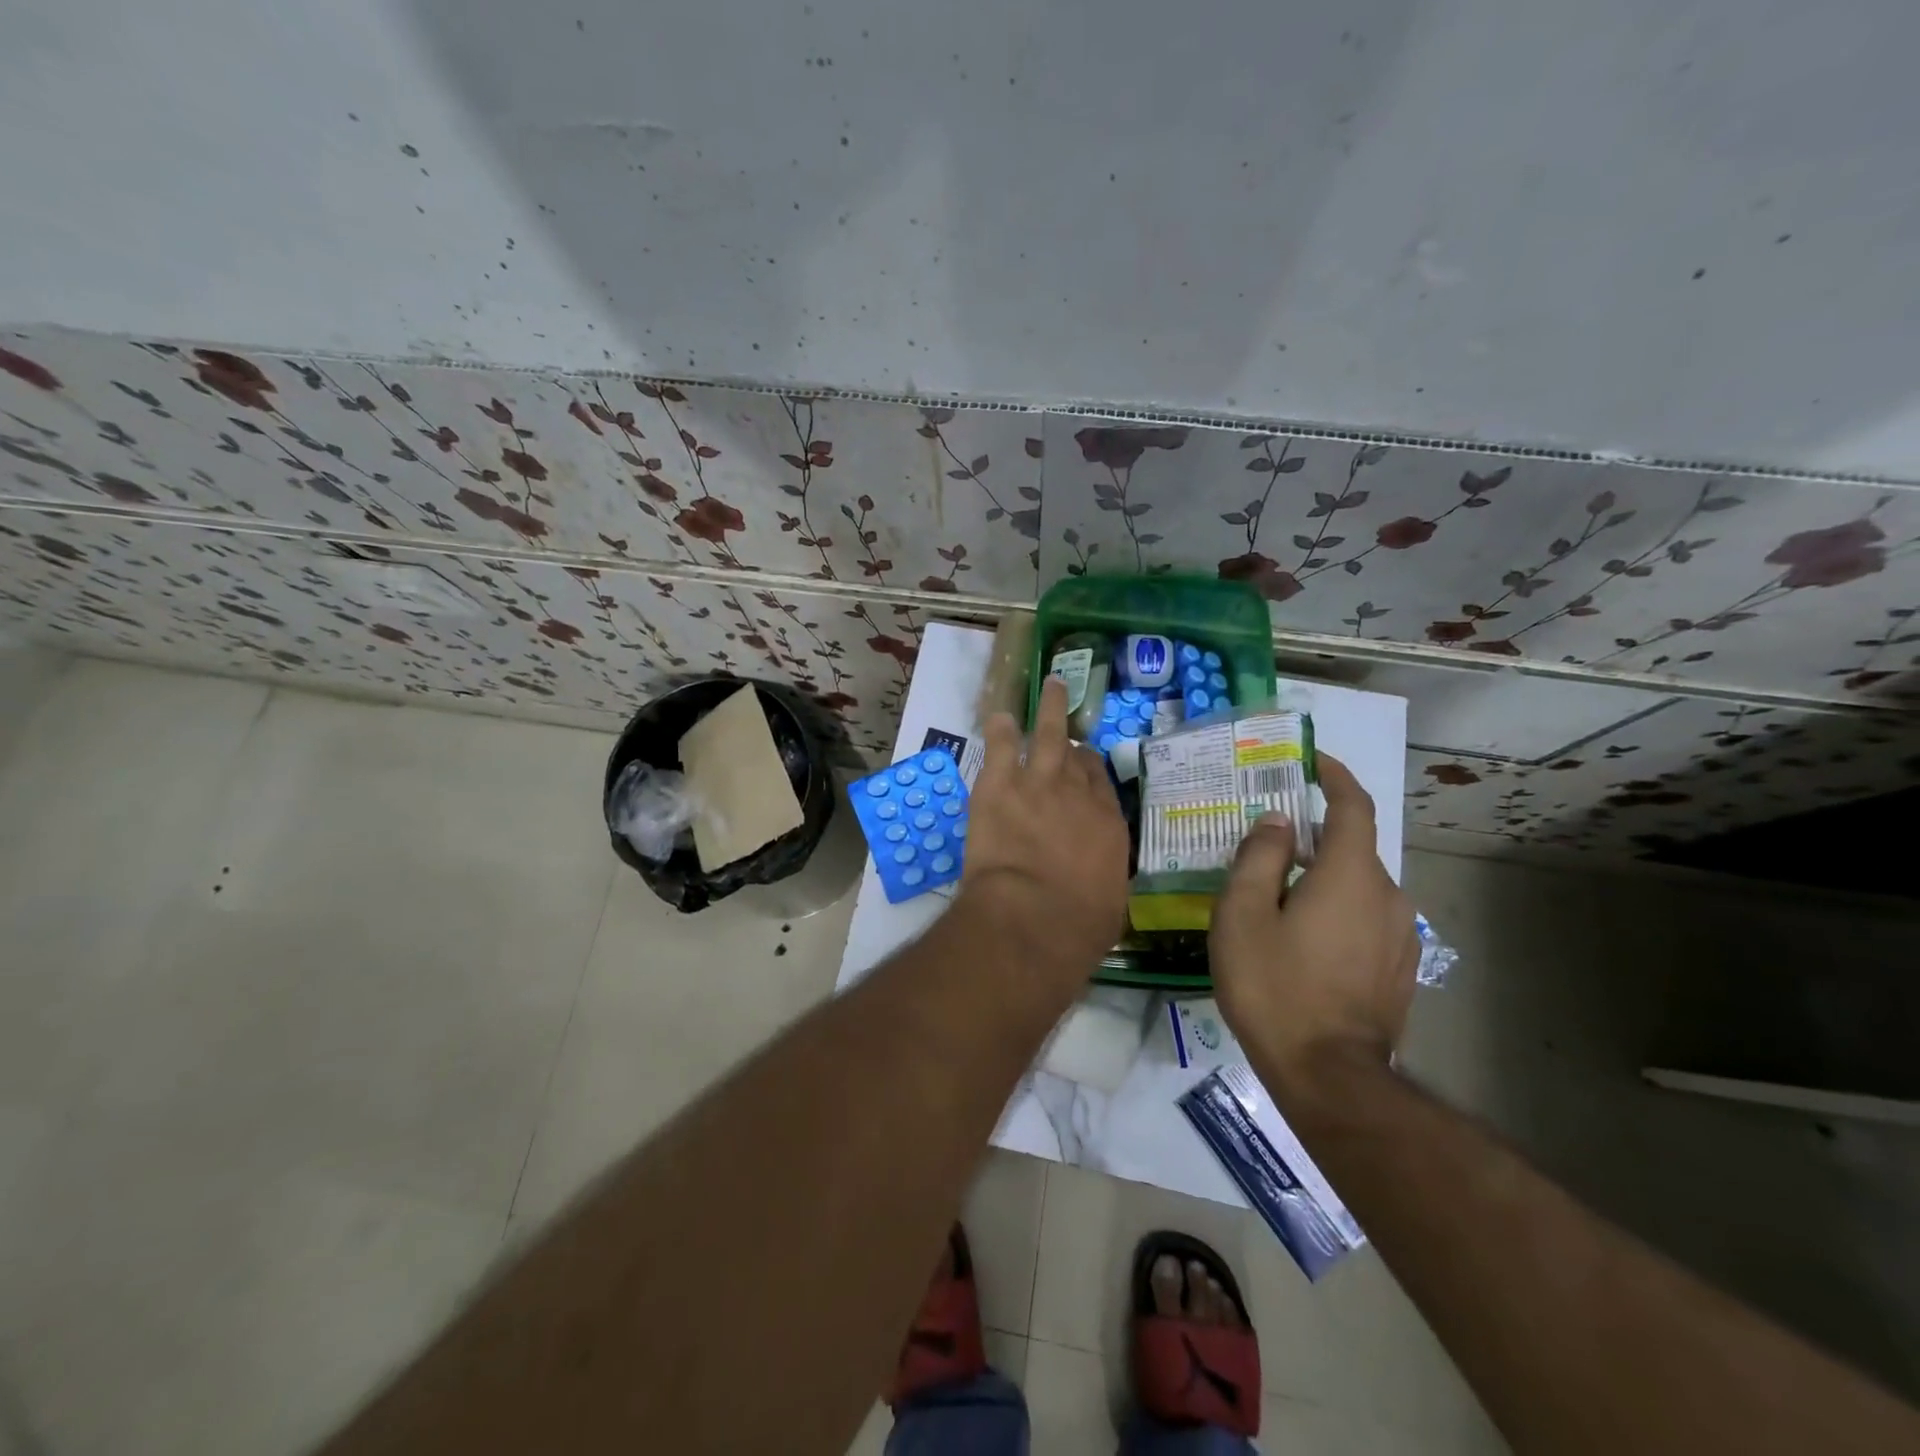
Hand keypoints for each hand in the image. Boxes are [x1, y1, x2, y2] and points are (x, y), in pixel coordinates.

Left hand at [959, 675, 1130, 977]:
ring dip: (1048, 708)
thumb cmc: (1078, 925)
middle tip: (1066, 704)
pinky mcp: (999, 785)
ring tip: (1049, 685)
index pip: (1100, 782)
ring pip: (1046, 733)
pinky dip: (999, 730)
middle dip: (1071, 729)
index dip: (1089, 768)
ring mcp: (1038, 782)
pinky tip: (997, 717)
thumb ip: (1100, 876)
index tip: (1081, 762)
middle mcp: (1077, 793)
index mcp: (1107, 823)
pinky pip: (1000, 746)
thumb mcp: (1106, 902)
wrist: (1035, 916)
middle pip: (1076, 752)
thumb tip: (1095, 879)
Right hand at [1209, 752, 1418, 1087]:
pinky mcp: (1399, 968)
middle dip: (1314, 836)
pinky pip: (1367, 918)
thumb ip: (1259, 857)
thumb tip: (1277, 822)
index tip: (1313, 760)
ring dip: (1323, 876)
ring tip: (1279, 895)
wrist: (1330, 1076)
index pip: (1353, 806)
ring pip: (1358, 886)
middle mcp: (1387, 895)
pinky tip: (1304, 938)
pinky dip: (1337, 908)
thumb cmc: (1275, 986)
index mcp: (1349, 874)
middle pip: (1351, 847)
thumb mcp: (1243, 914)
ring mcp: (1400, 935)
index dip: (1335, 777)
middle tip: (1267, 844)